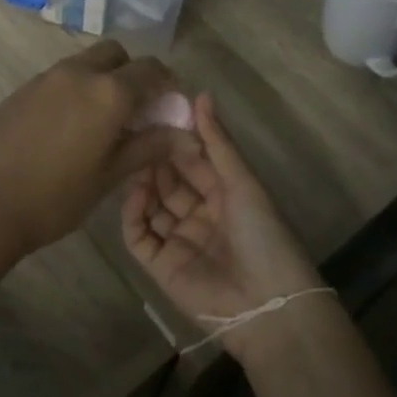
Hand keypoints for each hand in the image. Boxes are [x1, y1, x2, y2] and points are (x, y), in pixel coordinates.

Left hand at [0, 41, 193, 258]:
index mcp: (109, 92)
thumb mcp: (110, 175)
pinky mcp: (23, 88)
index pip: (152, 70)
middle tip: (135, 109)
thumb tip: (186, 135)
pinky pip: (60, 77)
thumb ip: (149, 147)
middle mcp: (80, 72)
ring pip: (86, 62)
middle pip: (117, 54)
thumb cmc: (56, 196)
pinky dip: (75, 89)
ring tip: (100, 121)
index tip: (169, 106)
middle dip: (132, 72)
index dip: (167, 84)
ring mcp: (47, 77)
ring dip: (102, 79)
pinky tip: (68, 126)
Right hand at [121, 92, 323, 359]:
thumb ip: (218, 142)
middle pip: (169, 181)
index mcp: (225, 195)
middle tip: (135, 134)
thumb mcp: (243, 182)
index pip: (193, 161)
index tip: (156, 115)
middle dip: (155, 158)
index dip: (176, 140)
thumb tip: (201, 94)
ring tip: (131, 158)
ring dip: (142, 182)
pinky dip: (133, 213)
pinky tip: (134, 192)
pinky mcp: (160, 265)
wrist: (265, 302)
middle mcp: (200, 215)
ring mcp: (178, 240)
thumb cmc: (262, 234)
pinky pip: (139, 235)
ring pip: (151, 204)